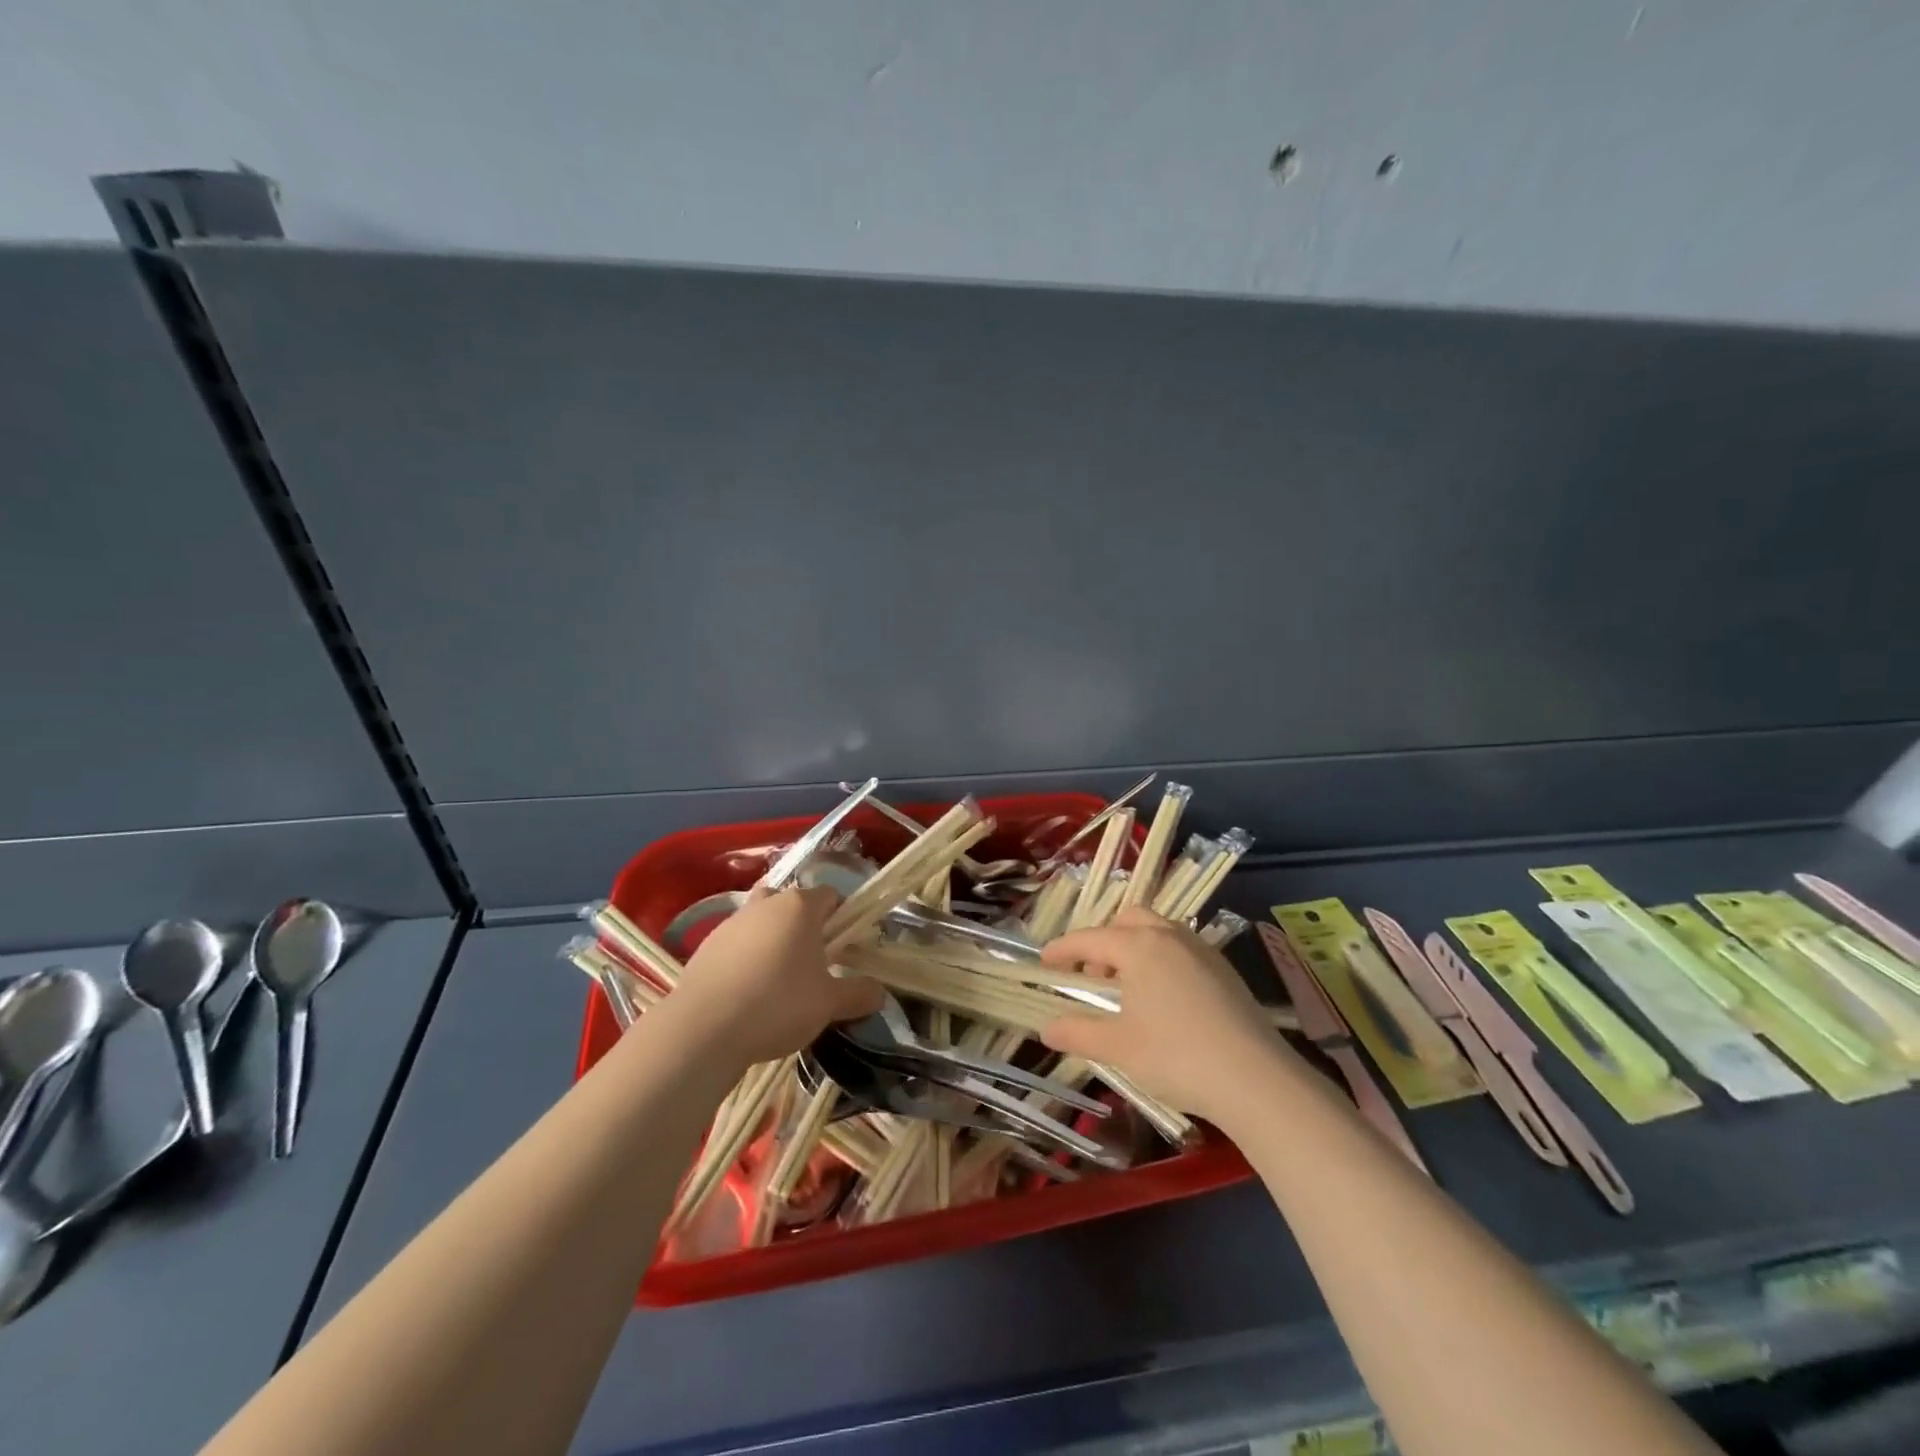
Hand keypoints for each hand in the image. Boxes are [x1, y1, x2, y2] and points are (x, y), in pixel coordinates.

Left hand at [666, 886, 883, 1065]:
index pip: (830, 895)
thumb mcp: (829, 1004)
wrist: (703, 1029)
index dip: (841, 917)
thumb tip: (880, 992)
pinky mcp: (705, 946)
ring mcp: (731, 922)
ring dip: (772, 940)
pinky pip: (736, 944)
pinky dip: (745, 958)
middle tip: (813, 961)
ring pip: (761, 921)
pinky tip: (748, 993)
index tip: (845, 947)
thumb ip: (858, 993)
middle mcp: (766, 904)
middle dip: (803, 925)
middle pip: (792, 903)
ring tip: (778, 980)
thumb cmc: (778, 1004)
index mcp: (800, 906)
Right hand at [1040, 908, 1295, 1124]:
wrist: (1256, 1079)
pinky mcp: (1225, 969)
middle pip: (1127, 921)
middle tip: (1091, 977)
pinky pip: (1181, 948)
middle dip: (1103, 941)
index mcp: (1138, 946)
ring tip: (1126, 989)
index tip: (1044, 962)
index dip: (1062, 949)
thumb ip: (1078, 1033)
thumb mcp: (1118, 1047)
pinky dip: (1160, 959)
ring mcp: (1202, 950)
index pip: (1089, 939)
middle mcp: (1169, 936)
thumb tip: (1046, 1028)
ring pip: (1158, 931)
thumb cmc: (1176, 1056)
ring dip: (1133, 948)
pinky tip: (1163, 999)